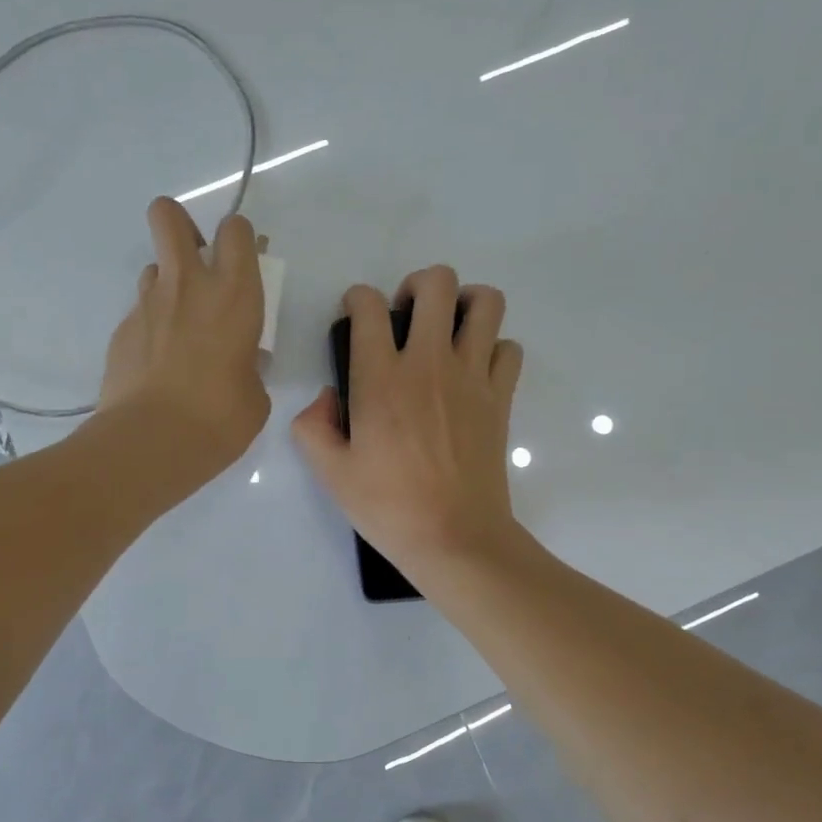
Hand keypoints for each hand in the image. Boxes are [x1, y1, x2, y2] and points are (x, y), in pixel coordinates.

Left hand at [96, 197, 269, 493]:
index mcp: (234, 294)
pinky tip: (156, 366)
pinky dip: (150, 329)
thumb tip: (240, 361)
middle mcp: (187, 285)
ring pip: (152, 268)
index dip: (238, 237)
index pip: (235, 230)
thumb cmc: (220, 418)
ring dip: (167, 285)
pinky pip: (139, 314)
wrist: (152, 442)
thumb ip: (249, 364)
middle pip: (169, 217)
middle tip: (194, 260)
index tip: (242, 262)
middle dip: (179, 224)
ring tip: (177, 327)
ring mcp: (147, 305)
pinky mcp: (121, 331)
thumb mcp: (255, 394)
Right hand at [291, 266, 525, 581]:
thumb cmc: (388, 507)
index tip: (356, 317)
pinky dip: (493, 348)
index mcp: (380, 378)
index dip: (357, 300)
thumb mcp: (330, 472)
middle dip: (417, 285)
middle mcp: (429, 363)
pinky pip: (508, 348)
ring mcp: (472, 377)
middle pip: (438, 283)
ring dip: (465, 304)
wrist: (454, 538)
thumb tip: (328, 397)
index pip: (369, 306)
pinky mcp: (501, 397)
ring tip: (448, 330)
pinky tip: (474, 371)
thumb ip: (313, 425)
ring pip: (486, 303)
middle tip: (407, 317)